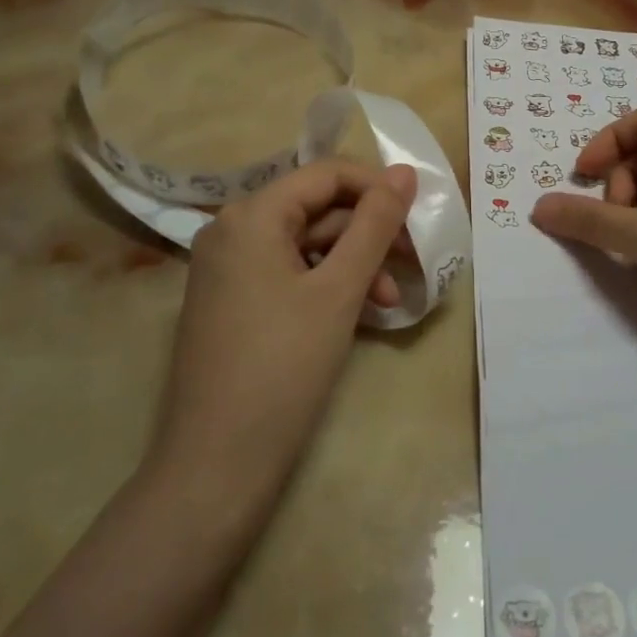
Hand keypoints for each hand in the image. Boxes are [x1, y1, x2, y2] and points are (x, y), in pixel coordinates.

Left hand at [150, 159, 416, 524]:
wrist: (217, 464)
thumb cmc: (283, 367)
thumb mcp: (339, 290)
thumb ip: (375, 225)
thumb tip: (405, 172)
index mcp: (251, 215)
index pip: (325, 174)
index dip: (377, 187)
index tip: (419, 215)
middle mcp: (232, 230)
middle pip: (317, 209)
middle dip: (368, 234)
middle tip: (413, 262)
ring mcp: (228, 268)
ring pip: (307, 244)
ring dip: (354, 264)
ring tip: (388, 301)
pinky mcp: (233, 301)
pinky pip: (290, 273)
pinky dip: (327, 285)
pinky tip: (359, 312)